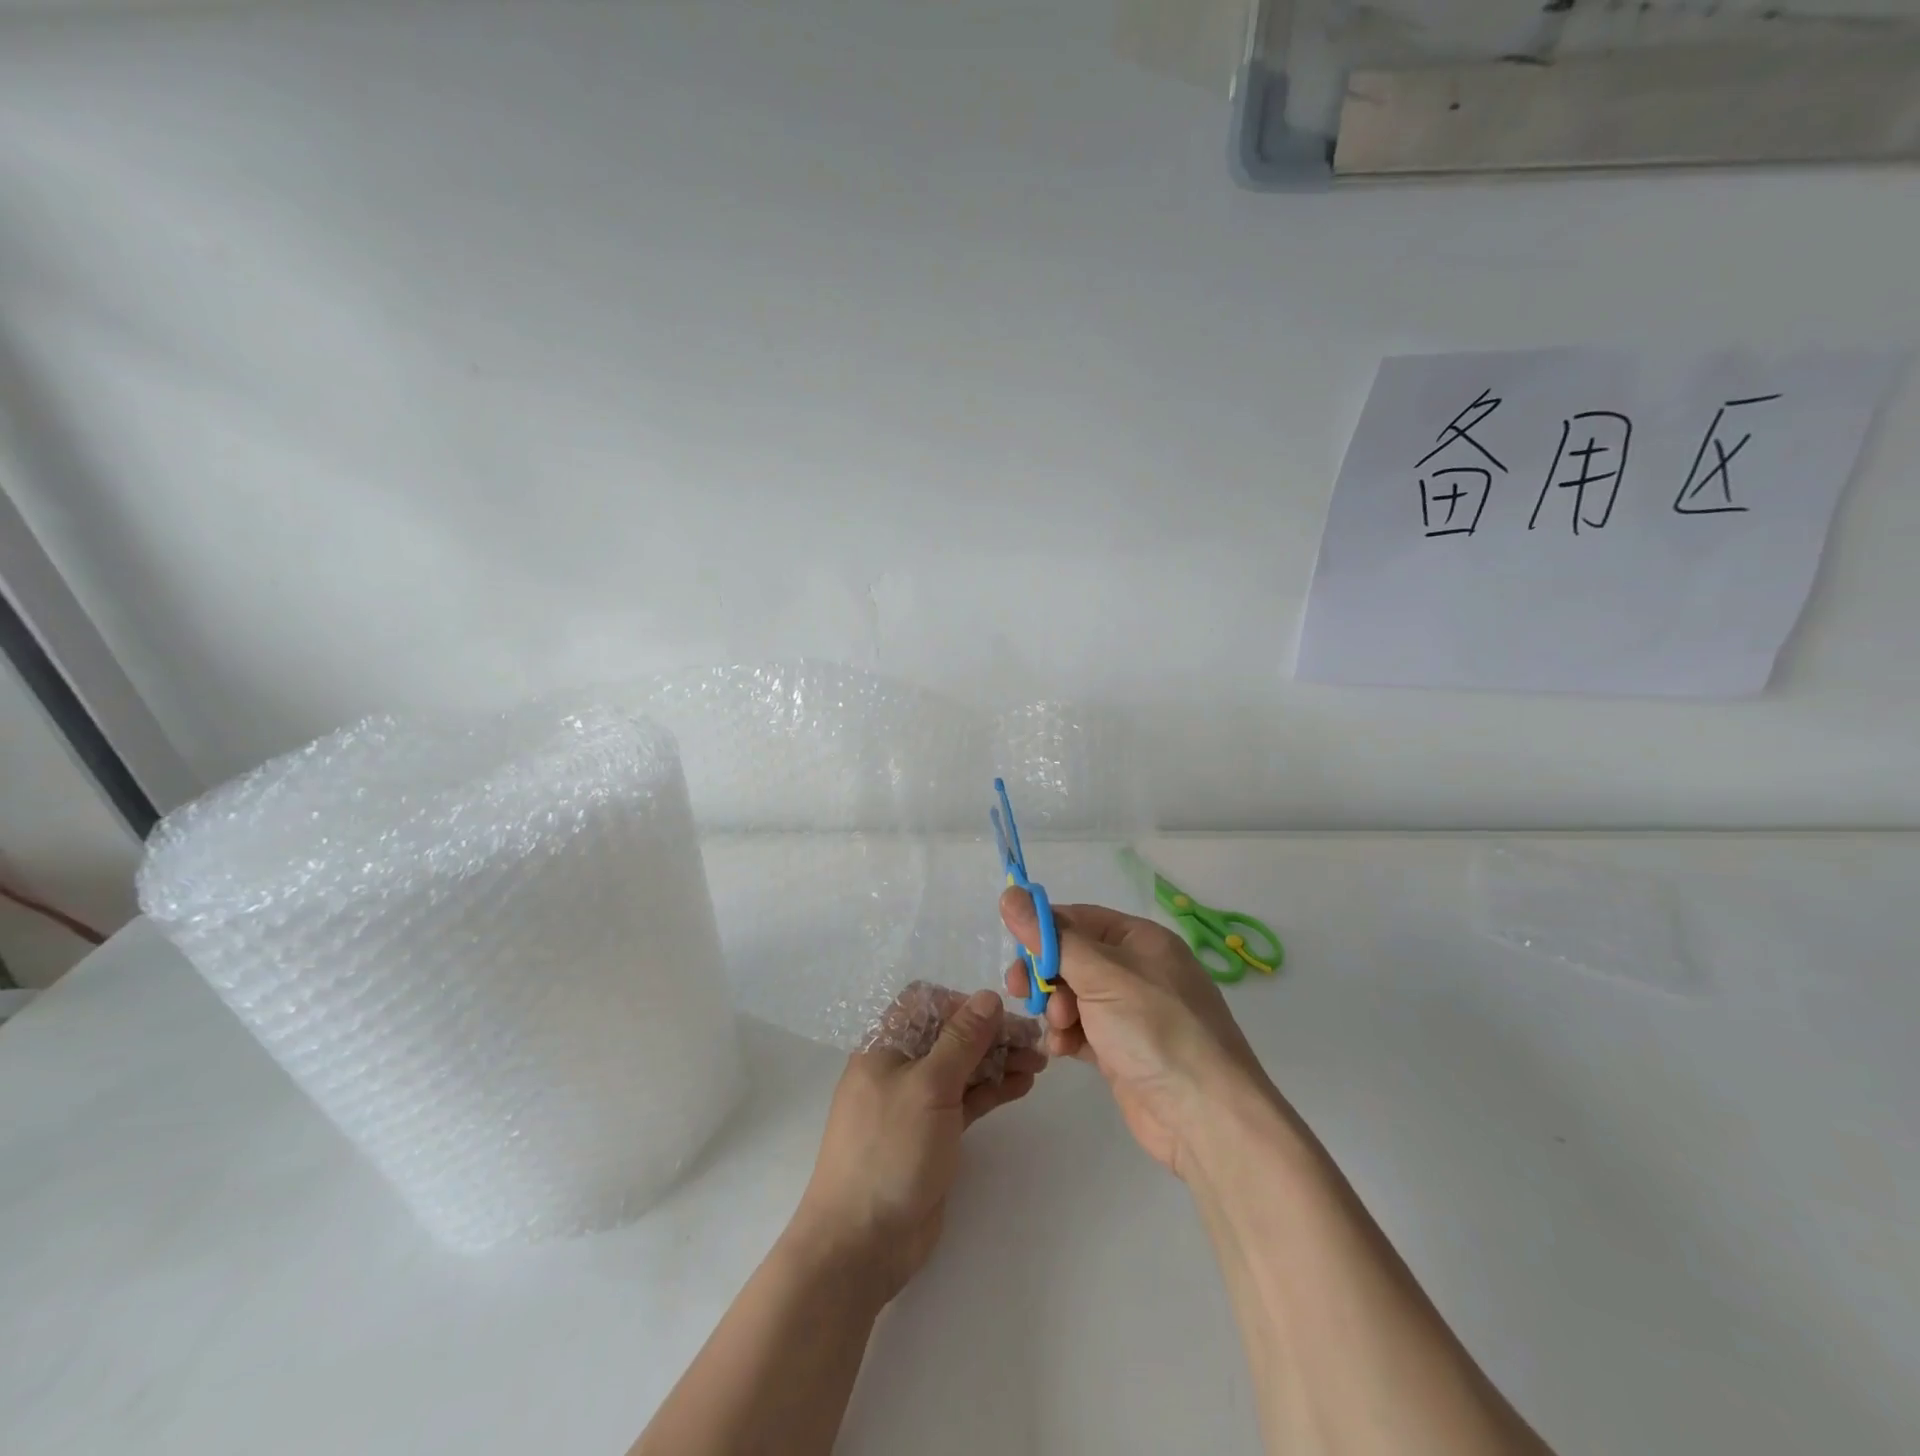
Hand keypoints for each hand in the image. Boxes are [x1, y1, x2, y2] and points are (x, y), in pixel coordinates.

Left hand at [788, 988, 1045, 1301]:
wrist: (861, 1242)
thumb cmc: (890, 1149)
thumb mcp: (929, 1086)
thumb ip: (962, 1040)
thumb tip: (988, 996)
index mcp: (885, 1044)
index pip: (925, 1003)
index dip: (961, 1003)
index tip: (998, 1015)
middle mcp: (900, 1066)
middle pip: (950, 1035)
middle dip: (990, 1033)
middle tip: (1035, 1041)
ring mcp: (917, 1102)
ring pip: (962, 1067)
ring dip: (998, 1060)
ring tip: (1040, 1063)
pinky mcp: (933, 1133)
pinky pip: (966, 1099)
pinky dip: (993, 1089)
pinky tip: (1023, 1085)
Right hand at [1001, 890, 1274, 1179]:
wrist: (1205, 1118)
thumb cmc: (1155, 1029)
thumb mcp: (1101, 975)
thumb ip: (1051, 938)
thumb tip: (1010, 894)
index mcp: (1140, 940)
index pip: (1078, 919)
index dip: (1043, 930)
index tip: (1014, 949)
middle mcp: (1136, 970)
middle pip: (1072, 958)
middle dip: (1045, 974)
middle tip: (1019, 990)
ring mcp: (1130, 1012)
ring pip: (1072, 995)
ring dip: (1055, 1008)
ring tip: (1059, 1027)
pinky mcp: (1121, 1049)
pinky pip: (1081, 1029)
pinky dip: (1067, 1035)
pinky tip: (1062, 1050)